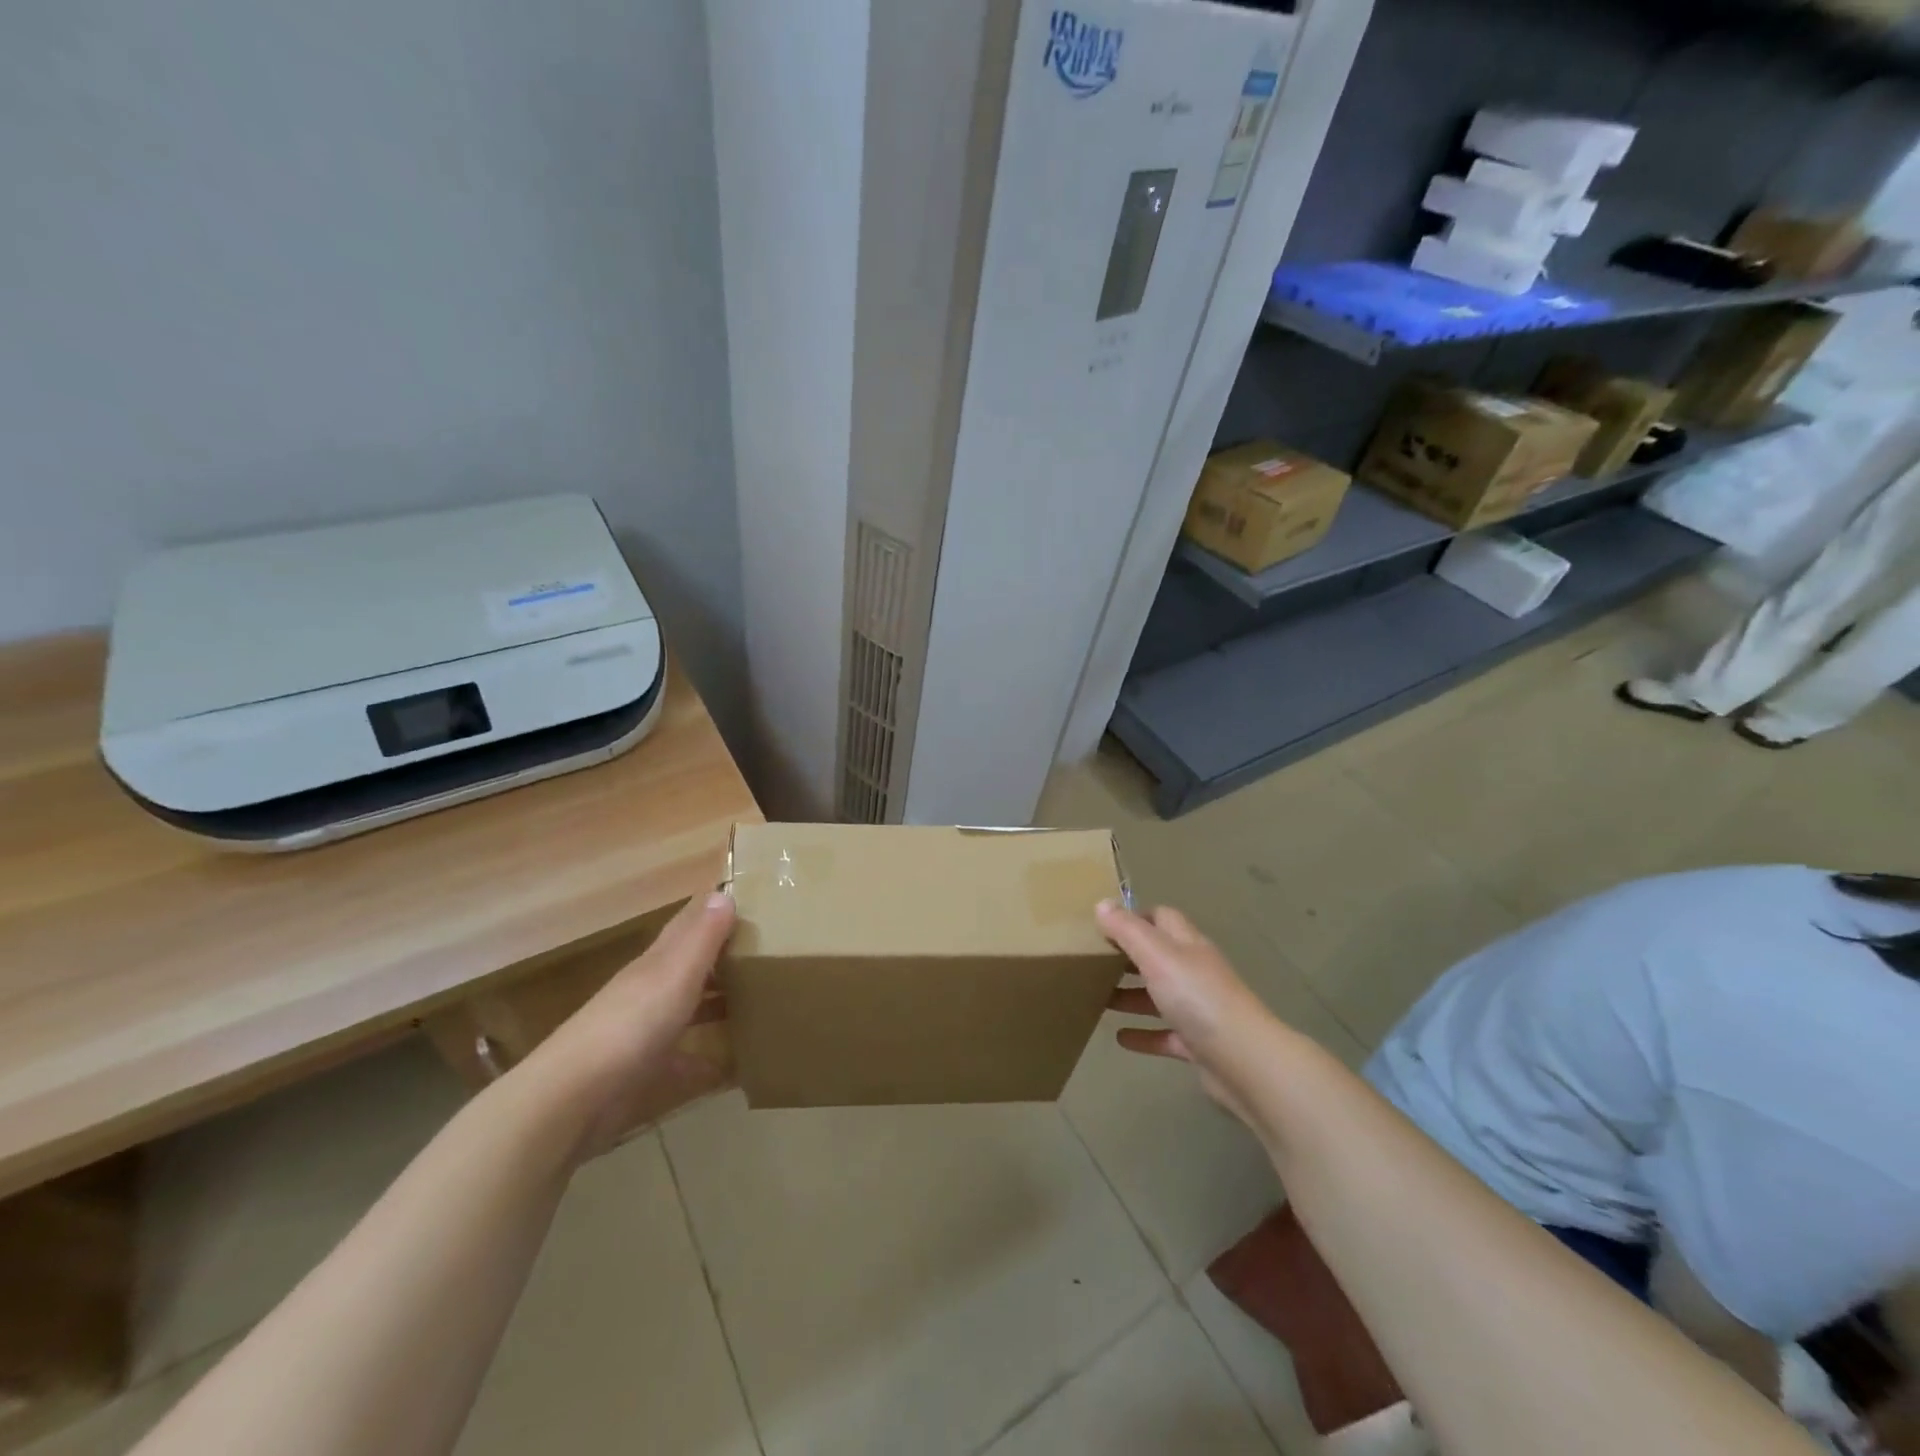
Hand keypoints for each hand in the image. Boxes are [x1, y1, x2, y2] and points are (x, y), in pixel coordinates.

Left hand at [519, 892, 736, 1157]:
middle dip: (722, 955)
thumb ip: (702, 938)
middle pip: (689, 964)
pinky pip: (681, 1057)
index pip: (687, 923)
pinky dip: (705, 1058)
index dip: (713, 908)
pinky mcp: (643, 1071)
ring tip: (759, 1000)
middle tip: (767, 949)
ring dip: (716, 1002)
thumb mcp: (675, 974)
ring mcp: (644, 1031)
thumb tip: (725, 893)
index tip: (748, 896)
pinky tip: (731, 1068)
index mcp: (658, 962)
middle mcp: (650, 989)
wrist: (572, 1099)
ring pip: (687, 1007)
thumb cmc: (632, 1025)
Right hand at [1097, 899, 1279, 1138]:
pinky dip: (1144, 1034)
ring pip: (1159, 995)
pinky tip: (1120, 1038)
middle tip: (1092, 962)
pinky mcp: (1198, 1044)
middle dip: (1127, 957)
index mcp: (1187, 945)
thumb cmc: (1198, 998)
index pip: (1162, 918)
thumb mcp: (1157, 956)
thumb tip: (1102, 904)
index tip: (1102, 925)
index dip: (1134, 917)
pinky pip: (1165, 1035)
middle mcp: (1194, 971)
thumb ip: (1128, 930)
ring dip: (1131, 996)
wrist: (1245, 1062)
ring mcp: (1199, 1009)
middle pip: (1158, 956)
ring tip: (1098, 998)